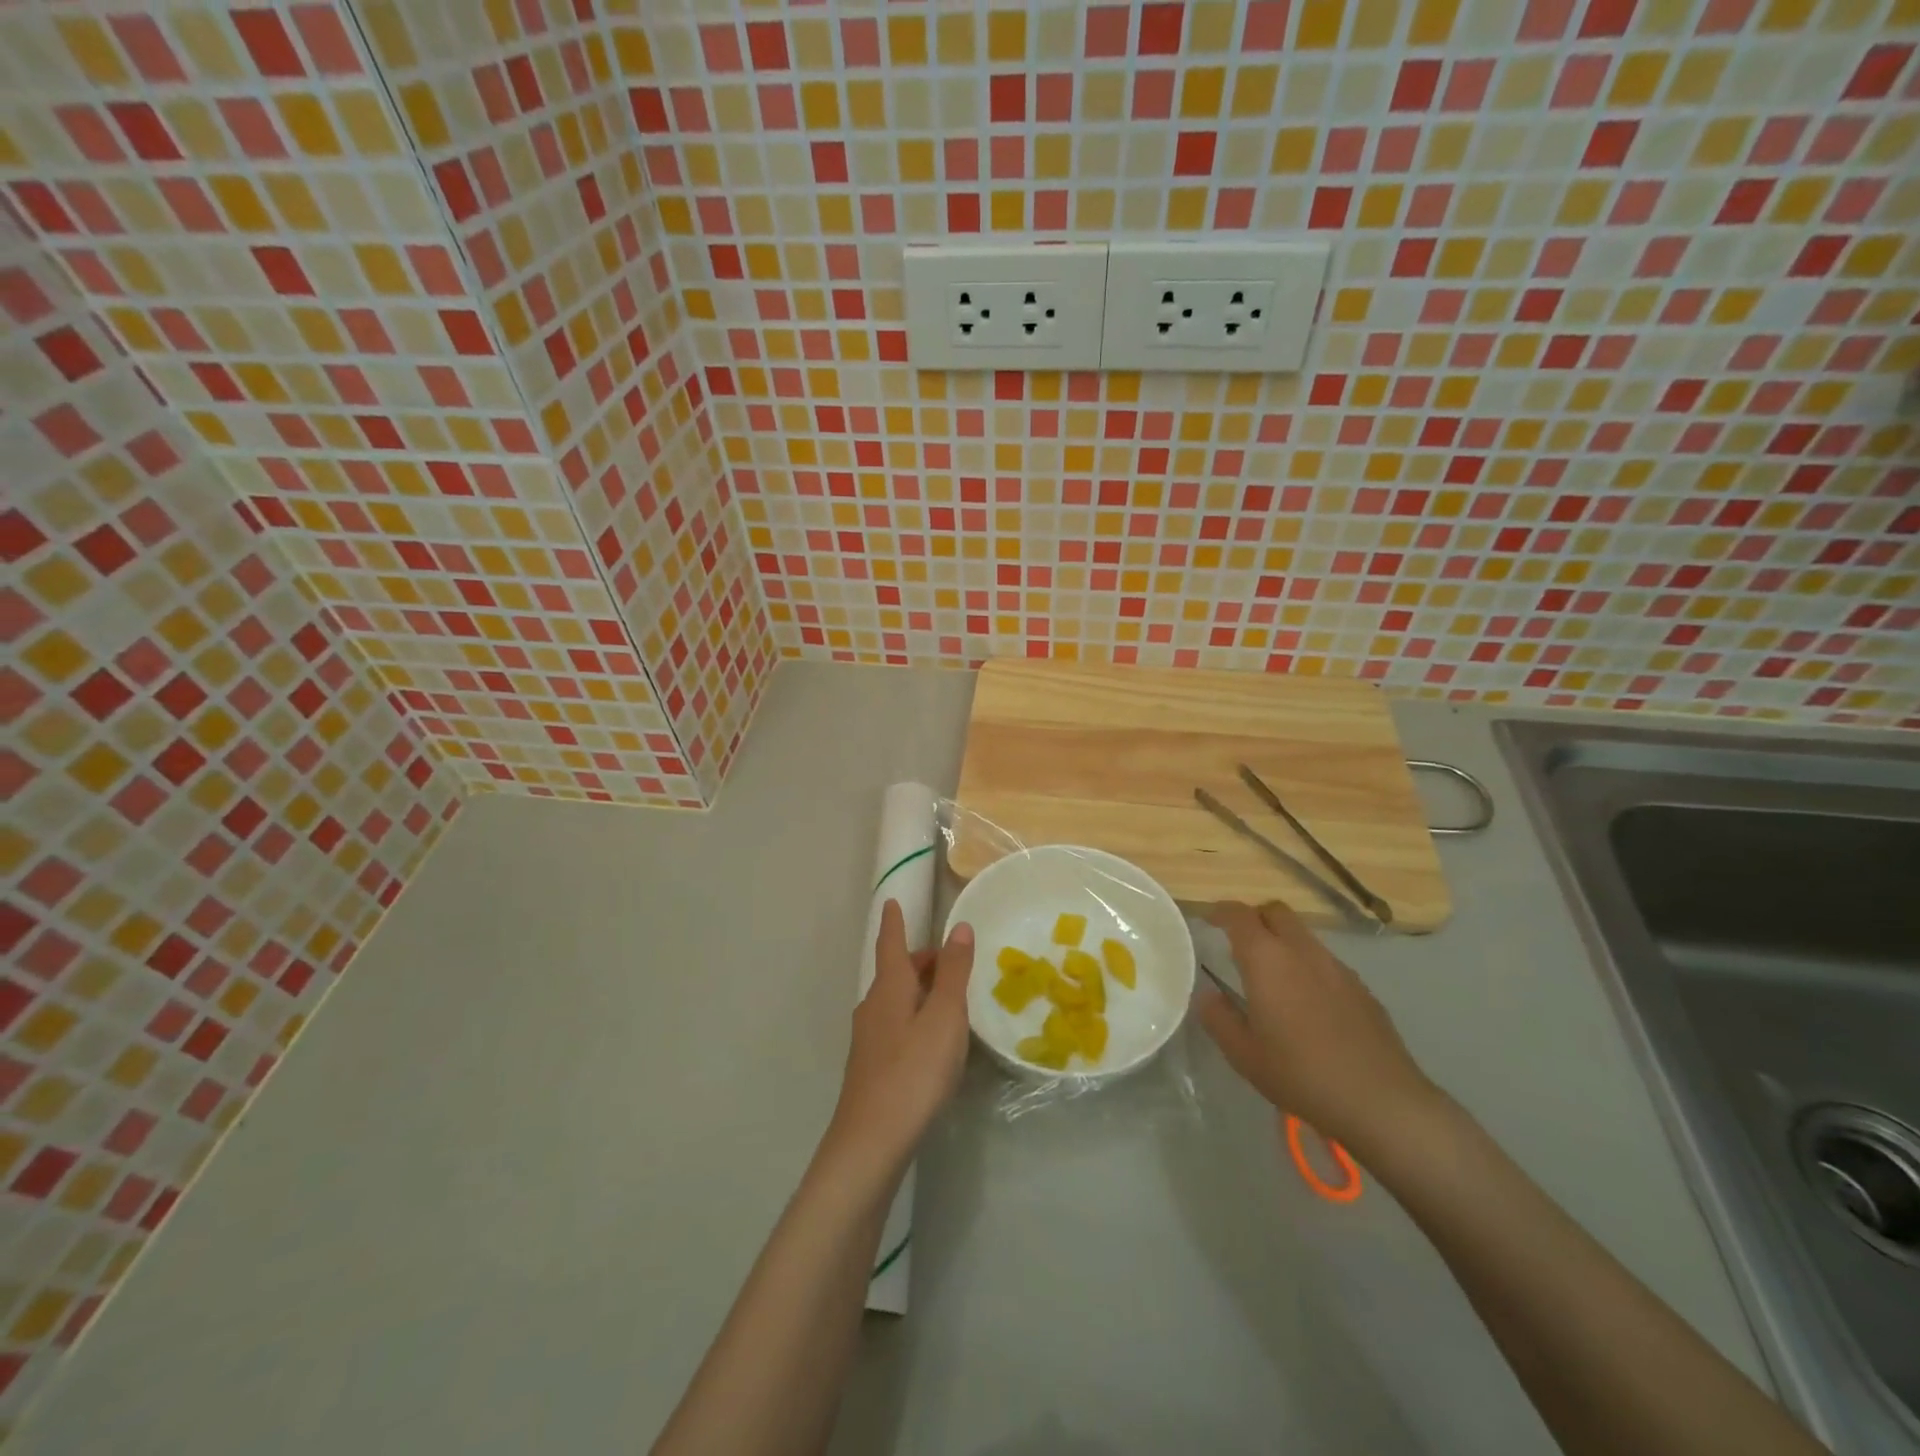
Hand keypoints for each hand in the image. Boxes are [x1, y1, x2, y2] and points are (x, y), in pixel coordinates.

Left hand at [824, 901, 974, 1177]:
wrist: (871, 1142)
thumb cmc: (914, 1070)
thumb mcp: (944, 1017)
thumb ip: (953, 972)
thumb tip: (958, 927)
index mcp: (889, 988)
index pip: (890, 944)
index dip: (893, 922)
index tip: (890, 901)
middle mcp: (873, 1007)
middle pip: (895, 973)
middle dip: (918, 960)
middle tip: (947, 958)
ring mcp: (868, 1039)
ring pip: (895, 1000)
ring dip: (918, 990)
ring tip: (946, 997)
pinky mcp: (871, 1067)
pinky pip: (895, 1025)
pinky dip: (913, 1017)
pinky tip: (930, 1040)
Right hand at [1197, 900, 1436, 1153]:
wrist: (1381, 1101)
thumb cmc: (1301, 1074)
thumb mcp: (1243, 1054)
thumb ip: (1218, 1017)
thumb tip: (1208, 995)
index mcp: (1267, 959)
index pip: (1239, 915)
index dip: (1220, 912)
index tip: (1208, 919)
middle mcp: (1302, 951)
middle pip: (1276, 912)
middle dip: (1255, 918)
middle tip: (1239, 942)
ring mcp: (1337, 967)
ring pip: (1303, 935)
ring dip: (1283, 942)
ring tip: (1272, 976)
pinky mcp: (1362, 988)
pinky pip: (1325, 961)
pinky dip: (1308, 966)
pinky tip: (1308, 1003)